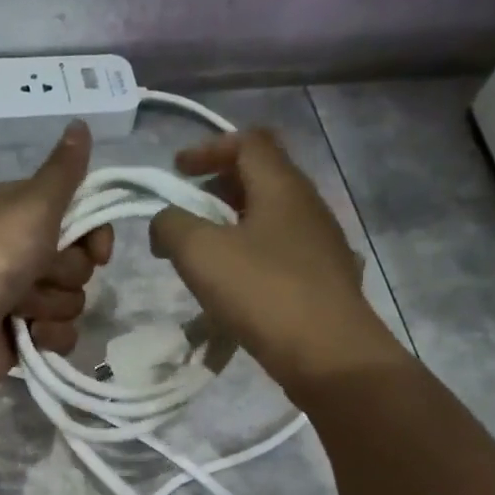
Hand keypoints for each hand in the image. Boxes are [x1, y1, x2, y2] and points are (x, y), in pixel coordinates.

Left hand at [0, 121, 114, 395]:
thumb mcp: (31, 203)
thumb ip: (64, 171)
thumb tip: (81, 122)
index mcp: (18, 212)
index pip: (79, 217)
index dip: (93, 235)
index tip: (98, 251)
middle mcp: (18, 251)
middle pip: (78, 262)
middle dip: (64, 273)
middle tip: (36, 273)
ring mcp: (20, 296)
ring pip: (71, 301)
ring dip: (51, 305)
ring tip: (18, 308)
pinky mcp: (21, 336)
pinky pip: (61, 336)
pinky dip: (49, 337)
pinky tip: (29, 335)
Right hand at [149, 129, 401, 398]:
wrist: (329, 353)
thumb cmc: (263, 293)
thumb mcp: (200, 253)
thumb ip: (172, 226)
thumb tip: (165, 221)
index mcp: (282, 186)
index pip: (248, 142)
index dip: (208, 148)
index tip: (176, 170)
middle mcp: (308, 205)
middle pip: (261, 178)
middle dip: (217, 189)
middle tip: (186, 215)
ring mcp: (321, 244)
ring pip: (270, 219)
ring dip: (233, 227)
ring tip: (204, 257)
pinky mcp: (324, 280)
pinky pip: (280, 254)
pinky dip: (251, 257)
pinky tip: (235, 290)